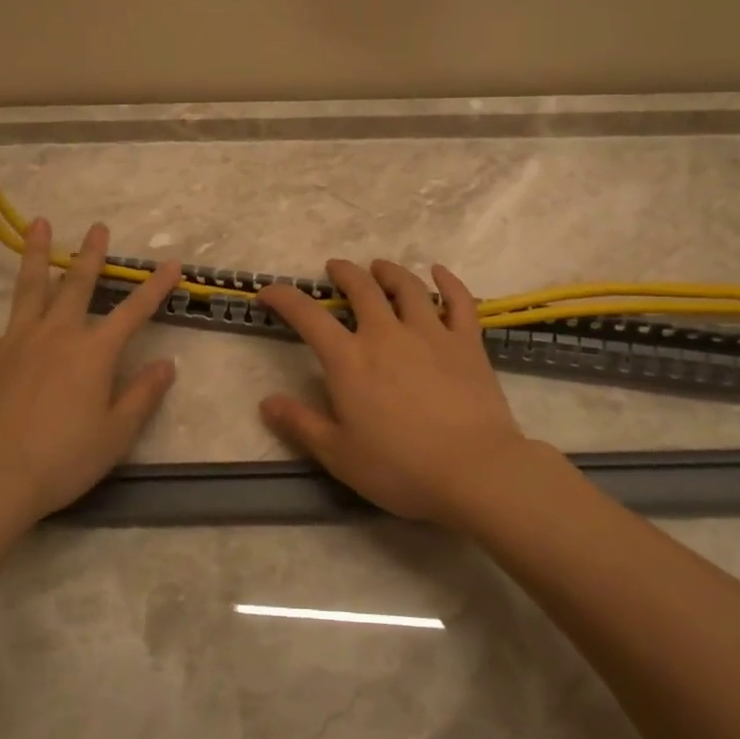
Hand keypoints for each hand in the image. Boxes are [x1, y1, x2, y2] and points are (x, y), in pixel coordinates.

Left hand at [0, 218, 181, 527]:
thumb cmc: (62, 460)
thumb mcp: (116, 435)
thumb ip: (143, 395)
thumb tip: (168, 363)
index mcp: (94, 353)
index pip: (134, 312)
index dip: (156, 287)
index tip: (172, 263)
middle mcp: (57, 334)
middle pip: (77, 286)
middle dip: (91, 256)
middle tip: (97, 228)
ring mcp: (16, 341)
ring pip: (29, 289)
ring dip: (36, 255)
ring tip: (39, 225)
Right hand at [256, 259, 547, 526]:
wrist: (474, 471)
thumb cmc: (399, 468)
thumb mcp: (338, 454)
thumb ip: (300, 424)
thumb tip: (266, 401)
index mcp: (349, 360)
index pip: (308, 316)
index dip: (284, 297)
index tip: (269, 290)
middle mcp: (386, 334)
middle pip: (361, 288)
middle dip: (344, 273)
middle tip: (336, 268)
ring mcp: (430, 333)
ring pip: (407, 286)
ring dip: (389, 271)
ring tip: (380, 267)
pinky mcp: (466, 342)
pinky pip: (458, 301)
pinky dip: (448, 282)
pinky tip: (440, 272)